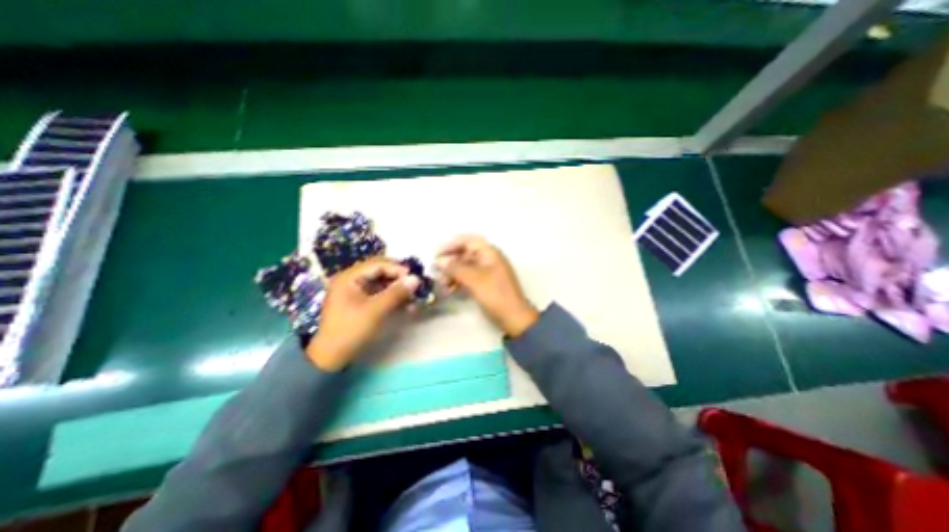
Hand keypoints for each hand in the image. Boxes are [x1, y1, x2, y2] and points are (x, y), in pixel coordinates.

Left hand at [309, 260, 417, 372]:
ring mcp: (355, 291)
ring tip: (413, 296)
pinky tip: (405, 304)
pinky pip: (379, 293)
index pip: (378, 264)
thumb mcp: (375, 310)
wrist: (331, 357)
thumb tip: (416, 279)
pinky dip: (392, 297)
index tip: (414, 277)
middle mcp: (351, 280)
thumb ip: (396, 293)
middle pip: (380, 272)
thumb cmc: (351, 330)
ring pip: (381, 283)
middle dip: (399, 278)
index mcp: (349, 277)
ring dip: (398, 288)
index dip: (397, 269)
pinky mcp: (360, 302)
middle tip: (415, 285)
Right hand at [432, 236, 536, 335]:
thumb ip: (455, 268)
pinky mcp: (486, 285)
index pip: (468, 241)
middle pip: (466, 254)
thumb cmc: (495, 294)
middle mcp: (489, 259)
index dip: (452, 244)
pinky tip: (450, 290)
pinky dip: (459, 281)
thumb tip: (438, 261)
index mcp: (490, 253)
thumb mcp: (473, 279)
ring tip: (442, 283)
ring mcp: (488, 272)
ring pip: (466, 267)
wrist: (513, 317)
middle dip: (450, 261)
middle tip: (435, 270)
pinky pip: (469, 278)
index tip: (437, 253)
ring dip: (453, 273)